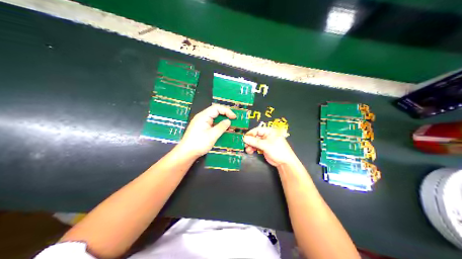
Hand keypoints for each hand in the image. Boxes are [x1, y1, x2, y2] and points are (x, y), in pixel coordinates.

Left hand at [176, 105, 234, 157]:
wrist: (187, 152)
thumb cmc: (198, 143)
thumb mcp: (212, 135)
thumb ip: (221, 127)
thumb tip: (228, 121)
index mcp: (203, 116)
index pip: (217, 108)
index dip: (227, 111)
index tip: (234, 117)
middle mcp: (202, 117)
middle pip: (216, 112)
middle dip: (225, 115)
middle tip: (234, 121)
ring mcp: (201, 123)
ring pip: (214, 118)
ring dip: (223, 121)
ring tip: (231, 126)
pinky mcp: (202, 128)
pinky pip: (212, 124)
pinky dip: (219, 126)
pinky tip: (224, 130)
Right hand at [243, 126, 297, 166]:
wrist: (284, 162)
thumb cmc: (279, 151)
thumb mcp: (266, 145)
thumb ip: (255, 142)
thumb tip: (246, 138)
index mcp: (270, 131)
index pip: (257, 130)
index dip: (250, 134)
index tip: (245, 138)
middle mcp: (267, 135)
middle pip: (255, 136)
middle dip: (250, 141)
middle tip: (245, 144)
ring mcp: (265, 142)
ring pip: (255, 142)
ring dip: (250, 145)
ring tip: (248, 149)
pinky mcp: (264, 148)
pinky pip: (256, 146)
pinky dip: (252, 148)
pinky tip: (250, 151)